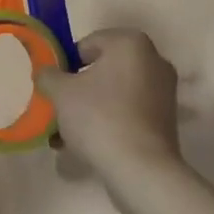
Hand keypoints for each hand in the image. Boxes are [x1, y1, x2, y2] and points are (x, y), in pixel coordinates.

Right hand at [35, 29, 181, 195]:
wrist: (141, 171)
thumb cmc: (99, 118)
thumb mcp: (61, 92)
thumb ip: (48, 75)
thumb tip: (47, 74)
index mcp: (130, 43)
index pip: (87, 45)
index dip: (65, 65)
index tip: (55, 88)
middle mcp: (153, 60)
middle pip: (102, 70)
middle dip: (78, 90)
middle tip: (59, 110)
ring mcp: (163, 93)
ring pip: (114, 94)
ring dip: (90, 110)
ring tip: (65, 136)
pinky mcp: (166, 122)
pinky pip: (128, 114)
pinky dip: (108, 123)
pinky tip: (85, 147)